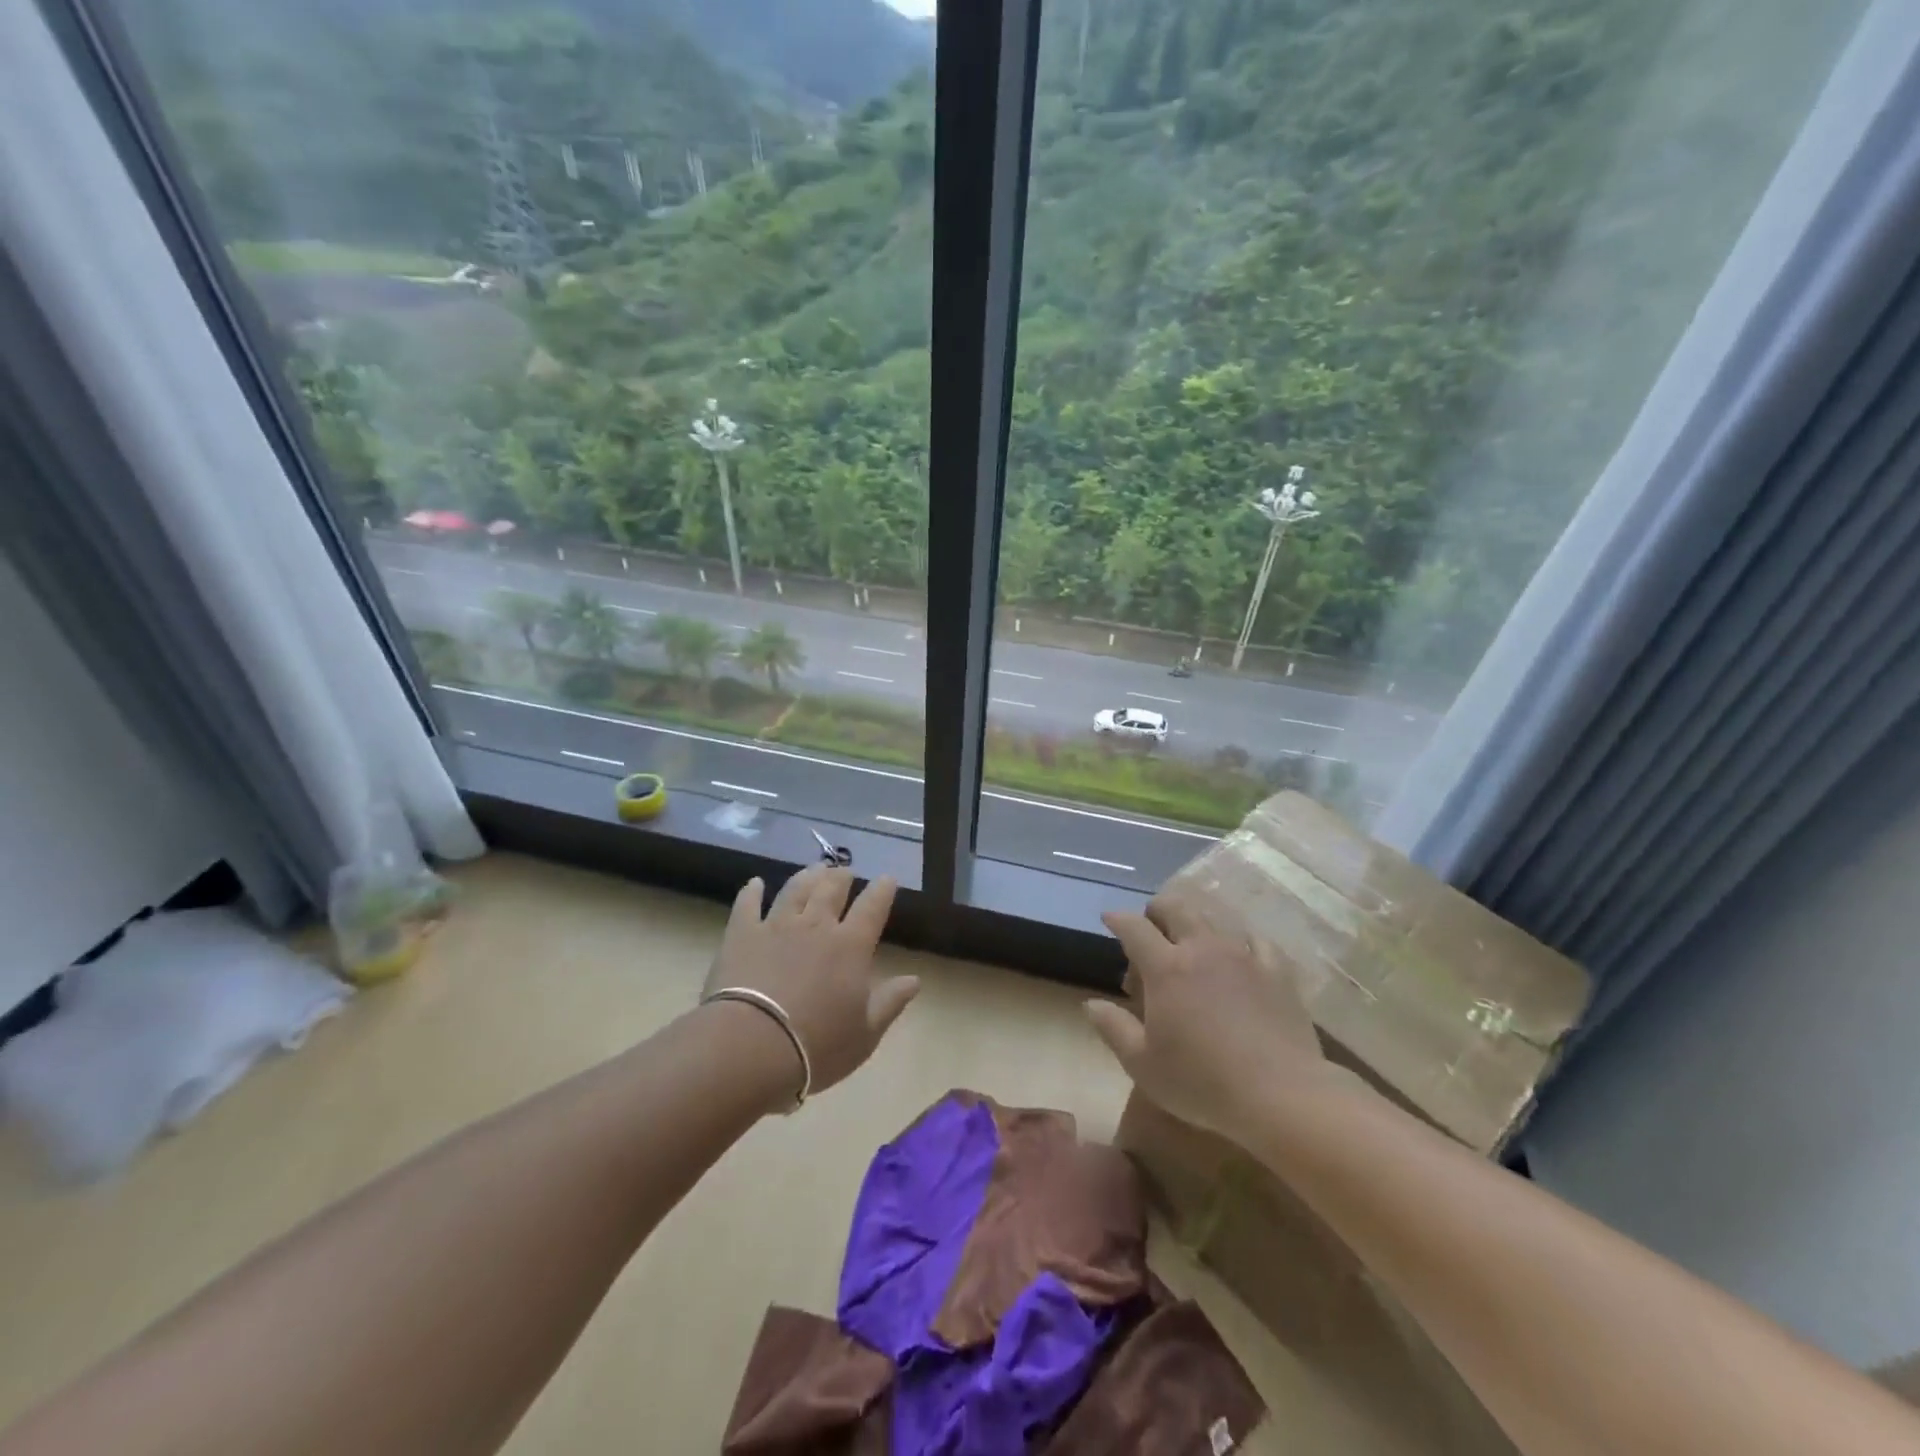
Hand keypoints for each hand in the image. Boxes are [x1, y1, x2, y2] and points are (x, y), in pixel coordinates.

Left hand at [703, 865, 918, 1101]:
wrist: (751, 1046)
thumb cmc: (817, 1045)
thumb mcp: (865, 1034)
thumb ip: (890, 1002)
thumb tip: (914, 980)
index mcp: (850, 945)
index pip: (872, 907)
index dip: (882, 890)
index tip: (887, 878)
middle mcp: (816, 925)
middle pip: (831, 890)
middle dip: (841, 877)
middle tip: (845, 871)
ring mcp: (776, 925)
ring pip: (795, 890)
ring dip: (807, 876)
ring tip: (814, 868)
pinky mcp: (741, 935)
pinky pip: (747, 905)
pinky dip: (751, 892)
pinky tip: (755, 883)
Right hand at [1085, 889, 1326, 1144]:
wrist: (1281, 1095)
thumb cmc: (1202, 1082)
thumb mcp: (1143, 1064)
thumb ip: (1113, 1028)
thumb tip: (1091, 1003)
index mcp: (1166, 968)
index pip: (1134, 928)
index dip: (1118, 919)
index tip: (1109, 918)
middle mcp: (1202, 949)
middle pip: (1176, 908)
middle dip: (1158, 909)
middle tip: (1151, 925)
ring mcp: (1243, 956)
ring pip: (1215, 919)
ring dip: (1196, 924)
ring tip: (1192, 943)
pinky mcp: (1277, 972)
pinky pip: (1256, 941)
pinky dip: (1240, 942)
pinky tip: (1241, 956)